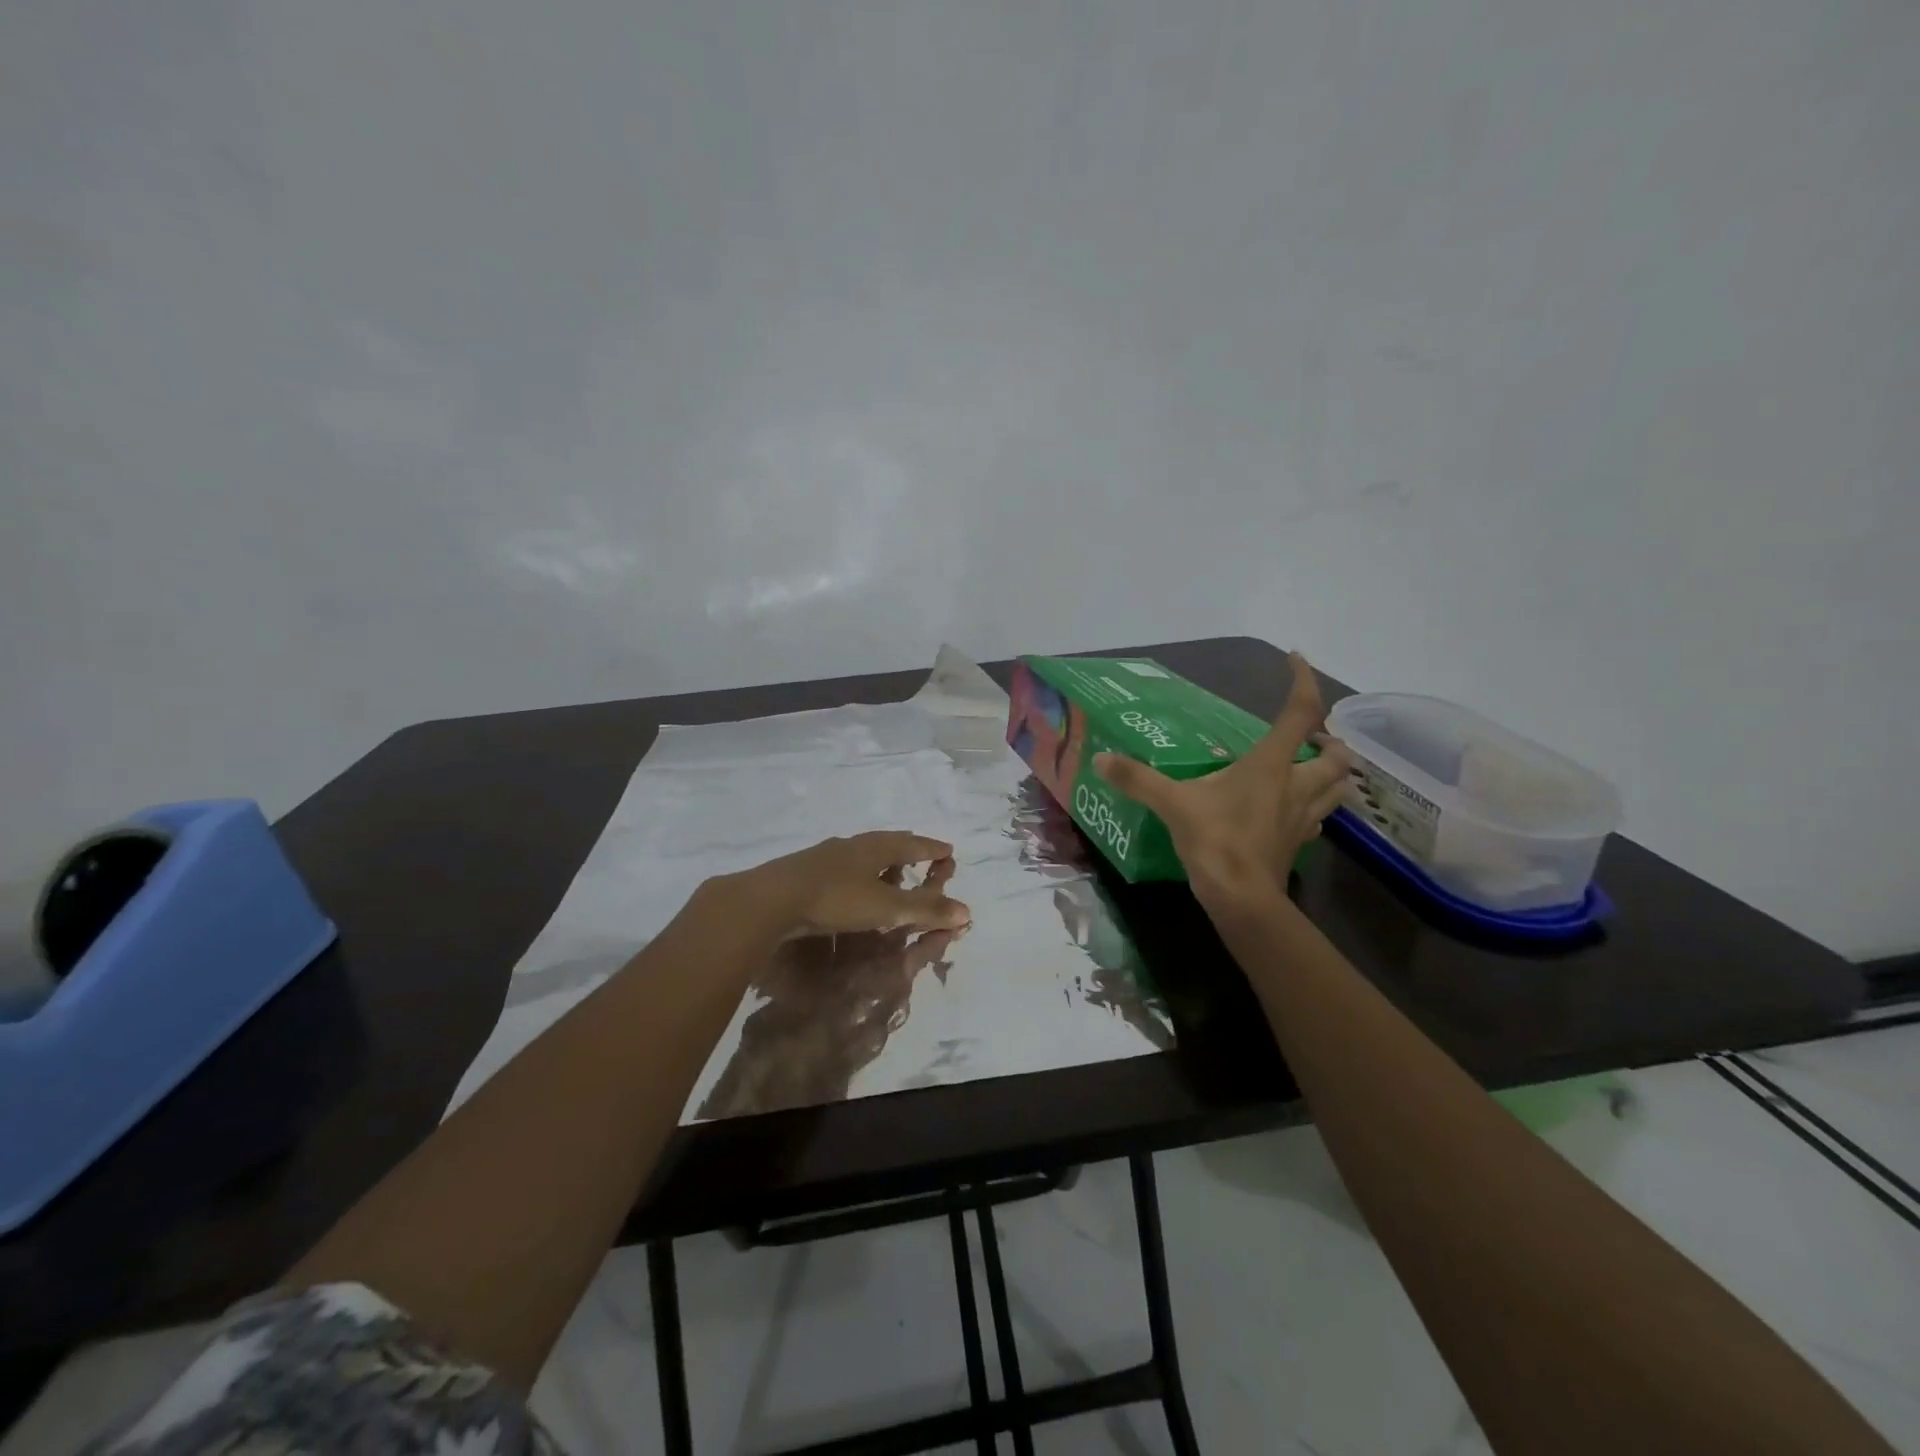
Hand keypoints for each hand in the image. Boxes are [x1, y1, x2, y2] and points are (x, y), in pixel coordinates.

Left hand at [722, 832, 970, 941]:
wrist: (771, 900)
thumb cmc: (835, 899)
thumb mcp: (885, 907)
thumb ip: (924, 909)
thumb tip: (966, 912)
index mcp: (874, 847)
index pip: (912, 844)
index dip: (932, 849)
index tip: (948, 850)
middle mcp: (851, 845)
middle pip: (886, 843)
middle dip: (906, 849)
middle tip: (920, 854)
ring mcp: (825, 856)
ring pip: (861, 854)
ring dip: (879, 862)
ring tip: (888, 873)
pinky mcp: (805, 872)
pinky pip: (842, 868)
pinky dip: (857, 875)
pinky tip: (851, 888)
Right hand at [1094, 653, 1351, 913]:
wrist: (1242, 899)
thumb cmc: (1215, 841)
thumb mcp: (1171, 804)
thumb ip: (1137, 779)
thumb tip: (1100, 758)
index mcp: (1272, 765)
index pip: (1302, 712)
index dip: (1303, 680)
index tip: (1295, 658)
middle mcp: (1297, 784)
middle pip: (1337, 754)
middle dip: (1330, 740)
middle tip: (1308, 737)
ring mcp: (1303, 816)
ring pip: (1338, 787)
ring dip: (1330, 772)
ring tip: (1308, 767)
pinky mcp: (1298, 842)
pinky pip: (1319, 817)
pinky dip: (1314, 805)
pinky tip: (1292, 809)